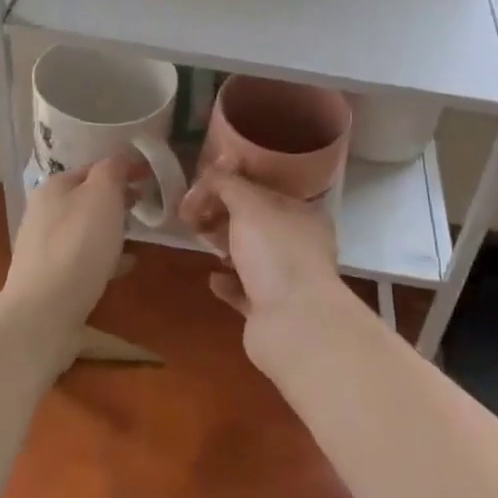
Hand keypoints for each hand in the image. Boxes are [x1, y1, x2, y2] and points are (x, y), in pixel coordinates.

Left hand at [1, 158, 129, 331]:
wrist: (43, 313)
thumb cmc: (77, 245)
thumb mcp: (102, 195)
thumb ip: (112, 170)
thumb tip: (120, 158)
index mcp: (54, 186)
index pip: (93, 166)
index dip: (123, 168)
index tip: (150, 176)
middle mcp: (43, 211)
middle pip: (86, 197)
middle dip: (116, 198)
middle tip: (145, 204)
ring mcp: (44, 246)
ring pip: (84, 228)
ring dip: (110, 228)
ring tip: (137, 235)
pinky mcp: (49, 277)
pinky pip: (83, 258)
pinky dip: (104, 257)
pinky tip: (124, 266)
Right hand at [200, 170, 350, 347]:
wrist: (293, 325)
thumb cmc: (276, 253)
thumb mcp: (249, 205)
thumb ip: (228, 184)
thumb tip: (211, 173)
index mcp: (303, 214)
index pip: (266, 189)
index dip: (234, 184)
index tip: (204, 185)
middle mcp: (299, 244)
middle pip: (257, 222)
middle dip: (225, 215)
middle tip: (194, 212)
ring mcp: (287, 279)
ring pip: (251, 256)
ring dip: (226, 246)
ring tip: (200, 237)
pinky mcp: (270, 311)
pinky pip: (244, 290)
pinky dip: (228, 282)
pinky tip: (212, 277)